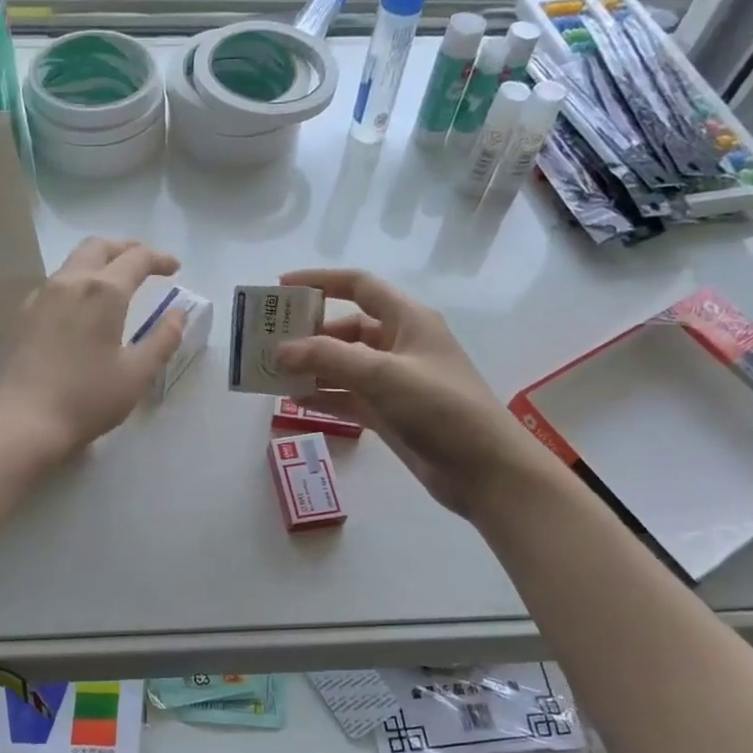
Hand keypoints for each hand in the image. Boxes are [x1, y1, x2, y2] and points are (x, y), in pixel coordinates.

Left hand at [0, 237, 185, 466]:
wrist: (26, 419)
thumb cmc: (88, 397)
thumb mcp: (137, 373)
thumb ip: (163, 339)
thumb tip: (178, 313)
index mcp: (103, 291)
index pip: (136, 259)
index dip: (159, 259)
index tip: (175, 268)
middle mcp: (70, 282)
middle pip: (99, 247)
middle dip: (126, 249)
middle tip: (146, 264)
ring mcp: (42, 296)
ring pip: (74, 262)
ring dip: (100, 262)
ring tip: (117, 282)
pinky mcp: (26, 314)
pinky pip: (56, 283)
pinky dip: (79, 281)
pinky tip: (83, 306)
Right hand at [274, 268, 552, 520]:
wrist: (484, 470)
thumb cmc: (440, 408)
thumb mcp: (383, 374)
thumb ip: (328, 358)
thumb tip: (281, 350)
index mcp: (407, 320)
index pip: (358, 286)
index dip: (320, 282)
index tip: (280, 289)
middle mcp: (399, 344)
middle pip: (346, 328)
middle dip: (308, 333)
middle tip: (268, 343)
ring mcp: (394, 381)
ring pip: (343, 365)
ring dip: (311, 367)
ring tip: (272, 374)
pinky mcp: (389, 413)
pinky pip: (347, 396)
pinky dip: (323, 396)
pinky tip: (293, 402)